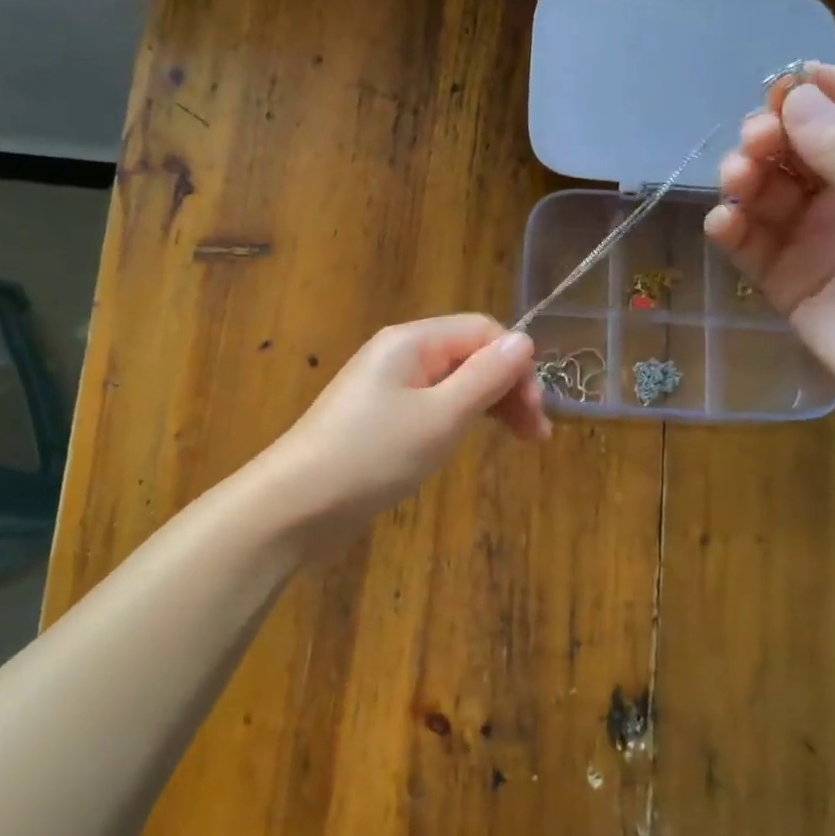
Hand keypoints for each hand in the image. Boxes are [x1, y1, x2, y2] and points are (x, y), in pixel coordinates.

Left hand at [260, 314, 548, 527]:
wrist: (297, 503)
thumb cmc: (373, 456)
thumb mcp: (441, 416)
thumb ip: (486, 376)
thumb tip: (525, 339)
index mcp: (412, 341)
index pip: (483, 331)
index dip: (517, 365)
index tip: (537, 413)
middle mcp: (398, 355)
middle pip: (469, 355)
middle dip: (507, 387)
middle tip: (535, 436)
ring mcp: (385, 388)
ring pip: (452, 383)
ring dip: (488, 405)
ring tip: (516, 441)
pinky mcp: (378, 420)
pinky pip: (430, 406)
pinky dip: (458, 420)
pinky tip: (467, 442)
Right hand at [703, 64, 834, 427]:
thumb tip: (793, 95)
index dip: (811, 91)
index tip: (774, 90)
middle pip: (798, 145)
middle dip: (771, 136)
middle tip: (753, 145)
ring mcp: (818, 237)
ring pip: (768, 192)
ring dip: (746, 179)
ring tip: (736, 182)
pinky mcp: (787, 280)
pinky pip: (751, 245)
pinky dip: (732, 230)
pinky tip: (724, 223)